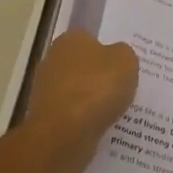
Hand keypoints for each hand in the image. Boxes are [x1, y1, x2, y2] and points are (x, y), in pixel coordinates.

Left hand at [22, 30, 138, 172]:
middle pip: (83, 65)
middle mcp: (53, 60)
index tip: (123, 65)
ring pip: (78, 92)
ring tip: (117, 110)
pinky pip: (73, 115)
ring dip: (93, 100)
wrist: (65, 134)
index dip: (108, 50)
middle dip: (100, 76)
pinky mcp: (46, 118)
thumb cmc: (97, 87)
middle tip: (124, 86)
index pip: (91, 38)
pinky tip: (102, 126)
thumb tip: (116, 57)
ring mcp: (46, 91)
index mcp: (70, 39)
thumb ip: (124, 53)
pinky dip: (85, 120)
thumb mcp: (126, 61)